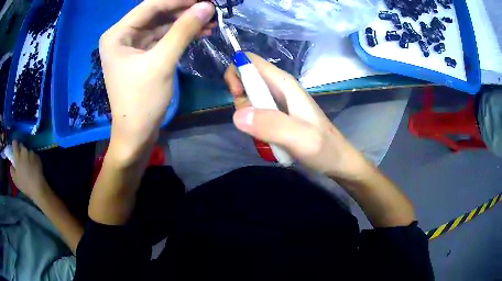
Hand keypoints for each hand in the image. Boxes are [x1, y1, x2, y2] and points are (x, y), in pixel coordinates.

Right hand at [10, 141, 48, 202]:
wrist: (37, 187)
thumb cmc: (24, 184)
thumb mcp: (15, 179)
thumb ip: (12, 170)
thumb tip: (11, 164)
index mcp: (17, 156)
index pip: (15, 144)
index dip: (14, 144)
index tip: (14, 146)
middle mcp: (24, 151)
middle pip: (21, 145)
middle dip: (20, 149)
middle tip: (20, 156)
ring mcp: (31, 153)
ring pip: (27, 150)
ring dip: (26, 154)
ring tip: (27, 163)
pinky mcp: (37, 156)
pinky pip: (33, 155)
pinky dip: (32, 158)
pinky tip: (33, 166)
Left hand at [99, 0, 214, 162]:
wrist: (136, 135)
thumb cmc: (142, 100)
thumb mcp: (162, 61)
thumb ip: (183, 30)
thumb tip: (207, 6)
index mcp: (117, 34)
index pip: (151, 6)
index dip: (178, 0)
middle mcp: (122, 36)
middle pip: (157, 14)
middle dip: (184, 11)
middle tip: (210, 8)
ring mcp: (132, 47)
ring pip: (162, 26)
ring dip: (185, 23)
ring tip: (211, 20)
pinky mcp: (142, 56)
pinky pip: (163, 39)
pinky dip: (180, 36)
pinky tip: (201, 32)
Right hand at [224, 54, 372, 180]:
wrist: (337, 161)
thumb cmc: (324, 148)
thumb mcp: (301, 138)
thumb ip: (272, 125)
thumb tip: (238, 115)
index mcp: (284, 84)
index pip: (251, 61)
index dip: (236, 72)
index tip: (237, 96)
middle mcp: (279, 88)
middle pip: (246, 79)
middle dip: (240, 97)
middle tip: (251, 121)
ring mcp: (278, 102)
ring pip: (248, 97)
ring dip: (246, 113)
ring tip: (262, 133)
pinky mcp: (277, 115)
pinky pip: (255, 112)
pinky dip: (252, 122)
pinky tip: (264, 137)